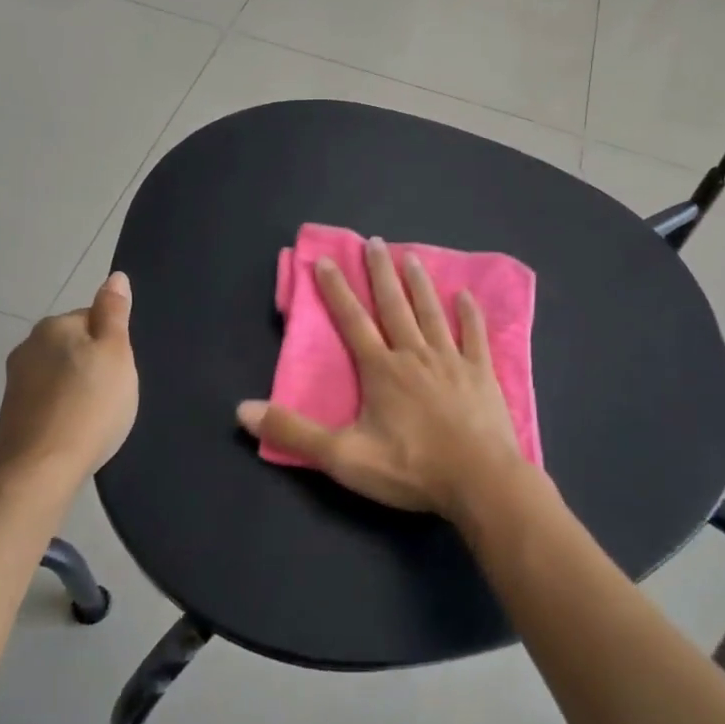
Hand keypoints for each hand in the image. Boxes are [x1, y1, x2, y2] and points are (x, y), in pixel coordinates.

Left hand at [0, 274, 138, 490]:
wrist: (41, 468)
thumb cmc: (91, 404)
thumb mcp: (117, 353)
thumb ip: (114, 312)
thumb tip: (115, 277)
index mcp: (54, 325)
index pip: (93, 318)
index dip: (113, 343)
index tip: (121, 370)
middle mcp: (28, 345)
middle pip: (74, 345)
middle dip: (93, 363)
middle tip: (113, 392)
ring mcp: (16, 381)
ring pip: (60, 373)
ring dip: (77, 386)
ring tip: (96, 414)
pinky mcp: (12, 412)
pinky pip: (48, 398)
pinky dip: (62, 408)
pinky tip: (76, 428)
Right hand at [237, 238, 526, 518]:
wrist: (479, 481)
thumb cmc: (410, 468)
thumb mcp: (343, 457)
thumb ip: (294, 432)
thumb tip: (242, 410)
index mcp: (381, 370)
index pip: (352, 321)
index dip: (337, 291)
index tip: (327, 261)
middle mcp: (415, 355)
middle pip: (394, 306)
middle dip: (381, 273)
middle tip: (375, 242)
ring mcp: (452, 361)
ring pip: (432, 313)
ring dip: (420, 285)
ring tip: (411, 257)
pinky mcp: (481, 374)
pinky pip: (475, 337)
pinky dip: (470, 316)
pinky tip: (466, 296)